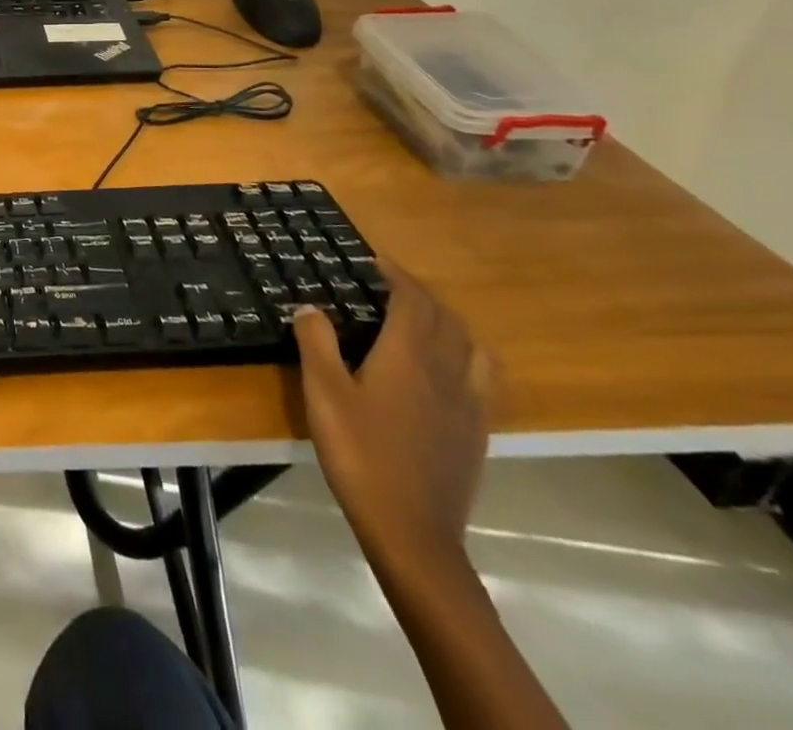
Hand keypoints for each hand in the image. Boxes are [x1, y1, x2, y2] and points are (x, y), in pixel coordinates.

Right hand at [295, 261, 494, 573]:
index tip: (376, 262)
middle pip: (446, 318)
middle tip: (391, 286)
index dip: (397, 276)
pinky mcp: (477, 431)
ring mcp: (468, 403)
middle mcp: (445, 371)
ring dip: (450, 322)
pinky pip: (482, 377)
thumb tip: (310, 306)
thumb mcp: (323, 394)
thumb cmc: (360, 454)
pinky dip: (466, 356)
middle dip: (421, 294)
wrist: (413, 531)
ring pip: (472, 345)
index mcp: (408, 356)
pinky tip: (445, 371)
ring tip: (424, 322)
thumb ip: (316, 343)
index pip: (413, 300)